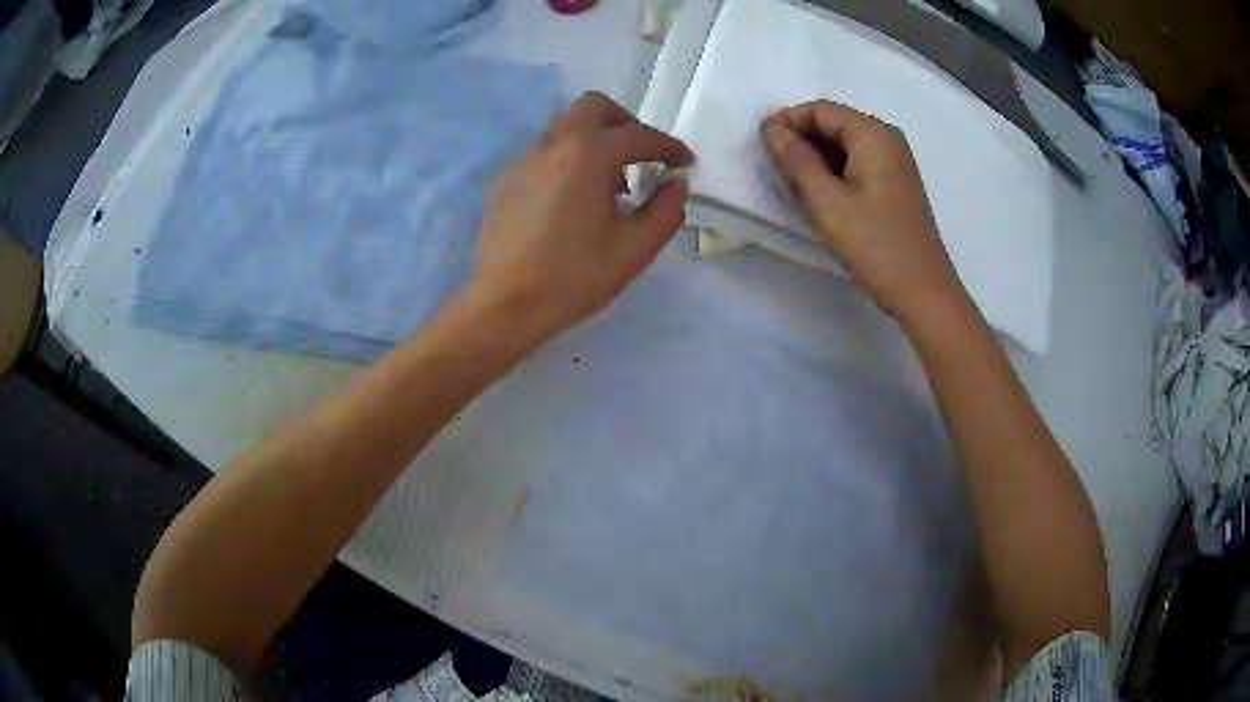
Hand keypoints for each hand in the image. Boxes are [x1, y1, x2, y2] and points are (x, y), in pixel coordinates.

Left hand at [465, 91, 693, 343]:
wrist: (505, 306)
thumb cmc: (574, 278)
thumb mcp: (635, 250)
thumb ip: (666, 210)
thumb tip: (675, 185)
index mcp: (588, 155)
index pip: (639, 135)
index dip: (669, 147)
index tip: (684, 163)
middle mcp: (553, 145)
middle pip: (595, 108)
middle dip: (627, 125)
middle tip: (641, 158)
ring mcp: (523, 160)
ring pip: (566, 128)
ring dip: (596, 142)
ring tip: (608, 186)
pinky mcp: (505, 180)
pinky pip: (544, 154)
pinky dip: (567, 162)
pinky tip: (570, 203)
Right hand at [761, 100, 968, 321]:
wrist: (922, 292)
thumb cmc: (874, 244)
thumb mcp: (826, 201)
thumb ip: (795, 159)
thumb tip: (772, 130)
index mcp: (873, 134)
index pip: (820, 110)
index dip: (787, 121)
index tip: (760, 145)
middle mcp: (887, 139)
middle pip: (834, 123)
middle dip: (801, 139)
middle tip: (775, 168)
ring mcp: (895, 162)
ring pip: (844, 145)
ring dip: (816, 158)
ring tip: (794, 185)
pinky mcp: (896, 184)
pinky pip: (857, 163)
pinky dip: (834, 172)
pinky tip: (821, 196)